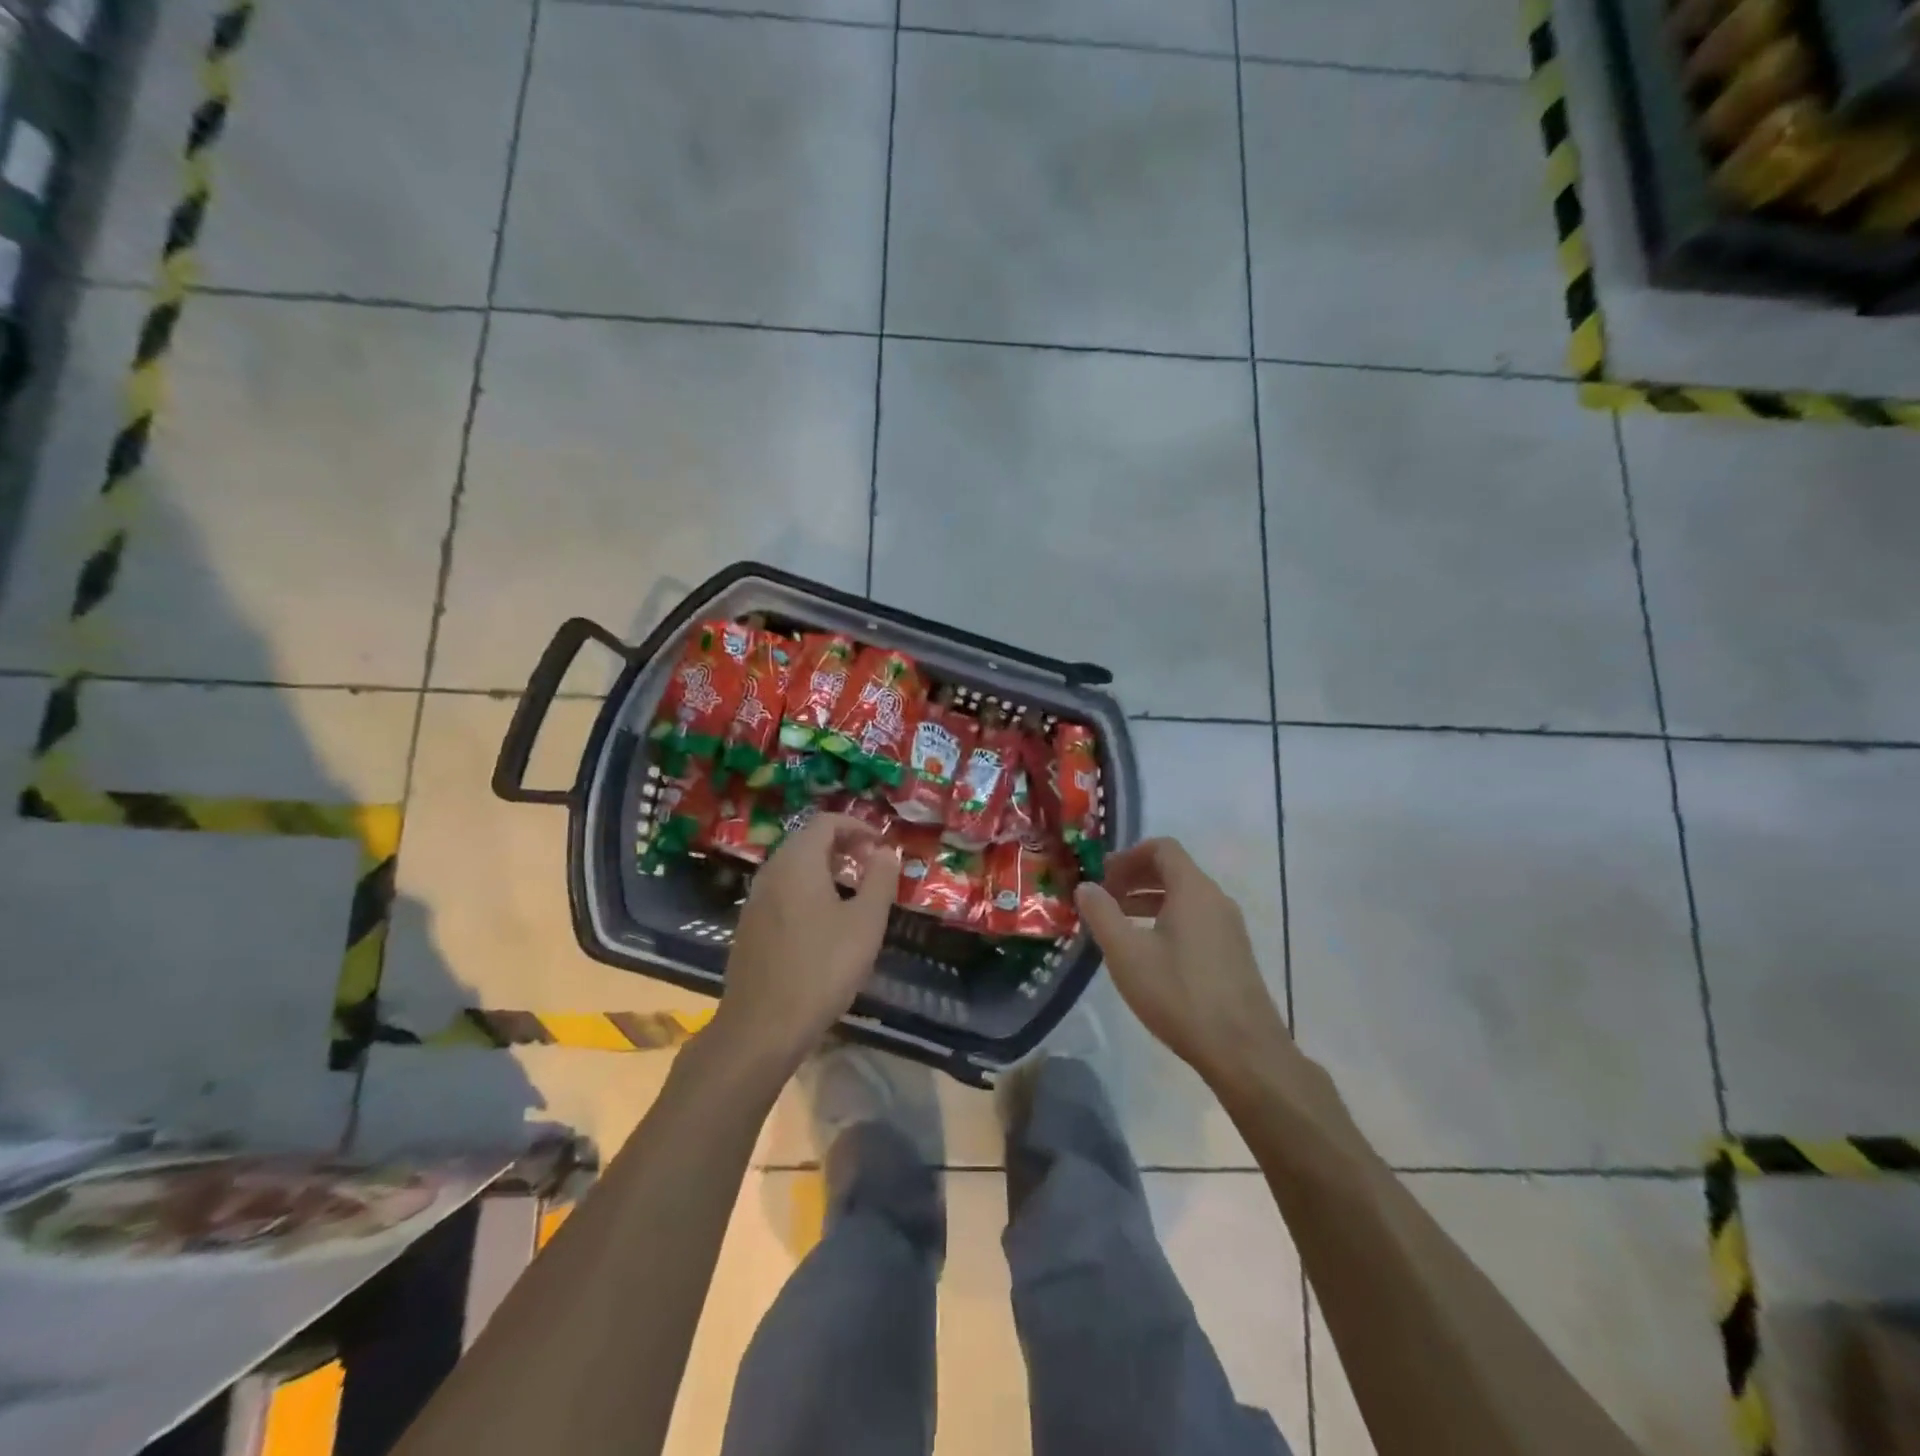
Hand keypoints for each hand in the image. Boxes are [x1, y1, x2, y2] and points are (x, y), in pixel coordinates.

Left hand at [708, 814, 900, 1080]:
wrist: (763, 1026)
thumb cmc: (823, 968)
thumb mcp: (866, 922)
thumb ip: (880, 879)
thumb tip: (886, 851)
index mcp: (797, 862)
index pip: (826, 822)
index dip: (858, 826)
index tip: (882, 846)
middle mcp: (771, 871)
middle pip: (807, 840)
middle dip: (843, 845)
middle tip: (872, 866)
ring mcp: (755, 900)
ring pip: (794, 867)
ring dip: (826, 868)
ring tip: (854, 893)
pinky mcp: (749, 926)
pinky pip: (783, 891)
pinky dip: (808, 890)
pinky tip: (825, 923)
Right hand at [1075, 838, 1304, 1097]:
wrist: (1243, 1051)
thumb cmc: (1179, 994)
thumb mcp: (1127, 954)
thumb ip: (1102, 914)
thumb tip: (1086, 886)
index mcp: (1193, 890)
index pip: (1162, 848)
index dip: (1128, 855)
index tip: (1103, 875)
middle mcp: (1216, 900)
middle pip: (1174, 870)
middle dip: (1136, 877)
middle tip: (1105, 897)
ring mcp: (1229, 928)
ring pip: (1185, 897)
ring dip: (1149, 900)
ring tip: (1119, 923)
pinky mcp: (1234, 953)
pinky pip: (1196, 919)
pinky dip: (1168, 919)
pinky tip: (1149, 952)